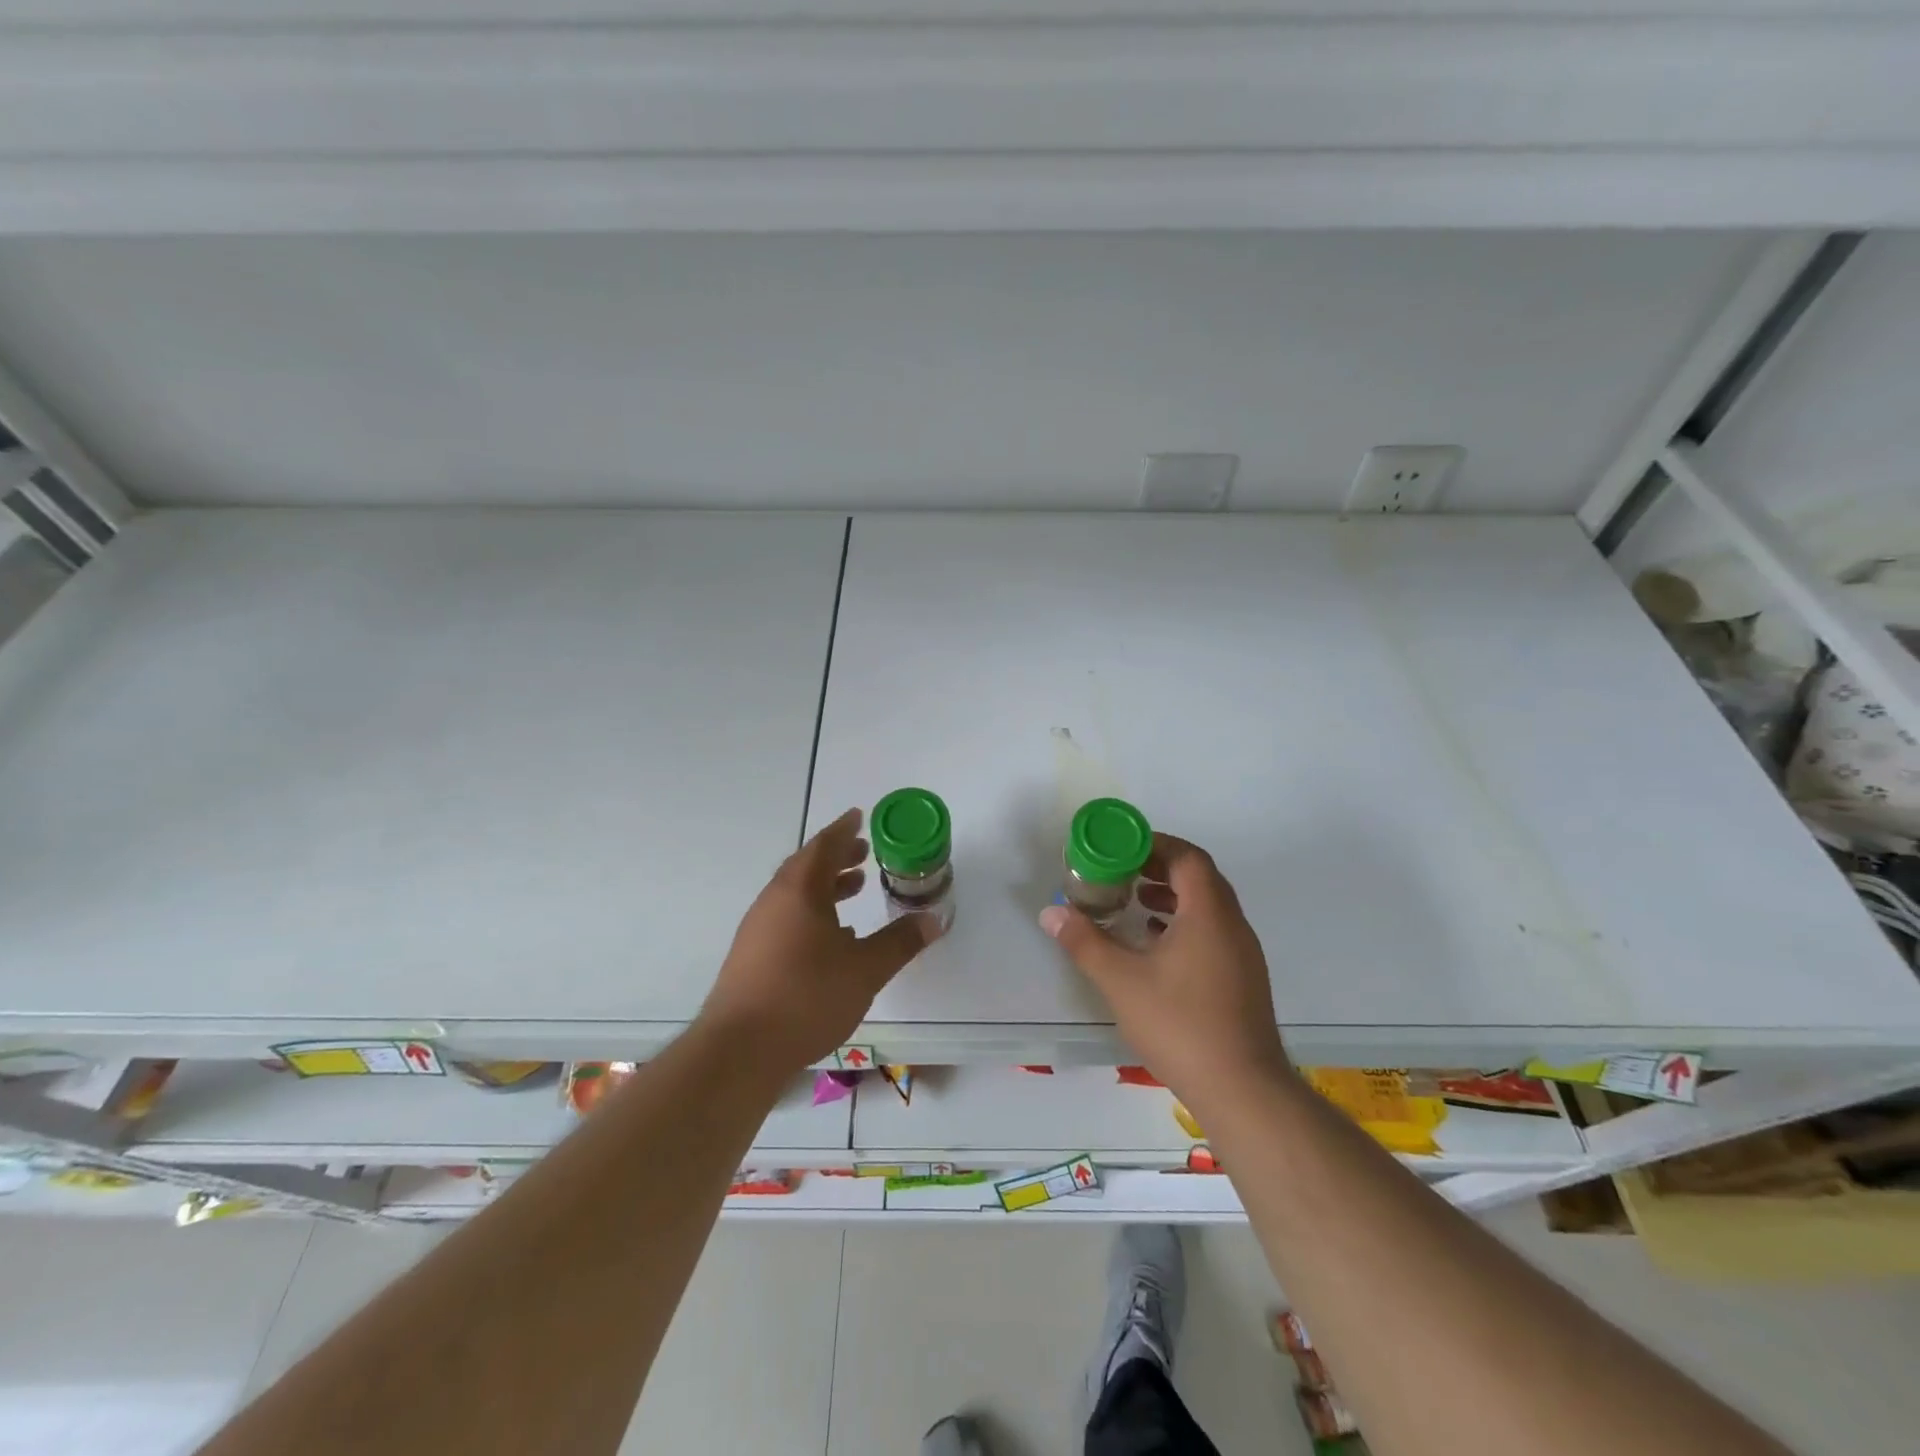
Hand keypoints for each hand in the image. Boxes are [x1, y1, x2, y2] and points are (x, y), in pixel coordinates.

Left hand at [700, 807, 939, 1075]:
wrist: (740, 1051)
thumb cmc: (807, 997)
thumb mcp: (865, 969)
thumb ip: (900, 942)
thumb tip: (934, 919)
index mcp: (799, 891)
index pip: (823, 847)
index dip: (843, 830)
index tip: (858, 816)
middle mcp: (773, 902)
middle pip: (806, 867)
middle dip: (837, 857)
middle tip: (863, 853)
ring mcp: (758, 930)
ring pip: (795, 895)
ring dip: (825, 887)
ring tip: (855, 889)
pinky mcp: (752, 957)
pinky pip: (787, 919)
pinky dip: (813, 914)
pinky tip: (833, 939)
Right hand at [1039, 832, 1291, 1118]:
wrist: (1243, 1090)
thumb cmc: (1180, 1025)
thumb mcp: (1121, 981)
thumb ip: (1085, 942)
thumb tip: (1051, 912)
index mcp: (1209, 914)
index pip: (1188, 857)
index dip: (1155, 844)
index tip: (1122, 848)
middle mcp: (1232, 925)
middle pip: (1200, 878)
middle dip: (1160, 867)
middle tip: (1123, 871)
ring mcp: (1243, 954)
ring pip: (1208, 907)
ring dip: (1173, 896)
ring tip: (1136, 902)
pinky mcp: (1244, 980)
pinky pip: (1213, 932)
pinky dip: (1185, 924)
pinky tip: (1156, 945)